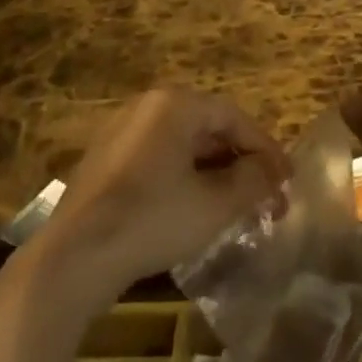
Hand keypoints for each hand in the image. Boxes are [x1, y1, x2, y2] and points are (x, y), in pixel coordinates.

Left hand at [42, 89, 289, 298]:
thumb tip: (274, 172)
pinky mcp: (105, 161)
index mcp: (175, 104)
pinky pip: (158, 159)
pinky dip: (184, 179)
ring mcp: (121, 133)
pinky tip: (195, 210)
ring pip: (183, 146)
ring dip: (215, 174)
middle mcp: (147, 107)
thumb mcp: (215, 203)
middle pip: (208, 129)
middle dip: (241, 164)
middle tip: (266, 197)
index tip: (287, 180)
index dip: (265, 149)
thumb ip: (253, 181)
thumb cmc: (153, 219)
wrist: (75, 257)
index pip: (234, 118)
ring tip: (236, 207)